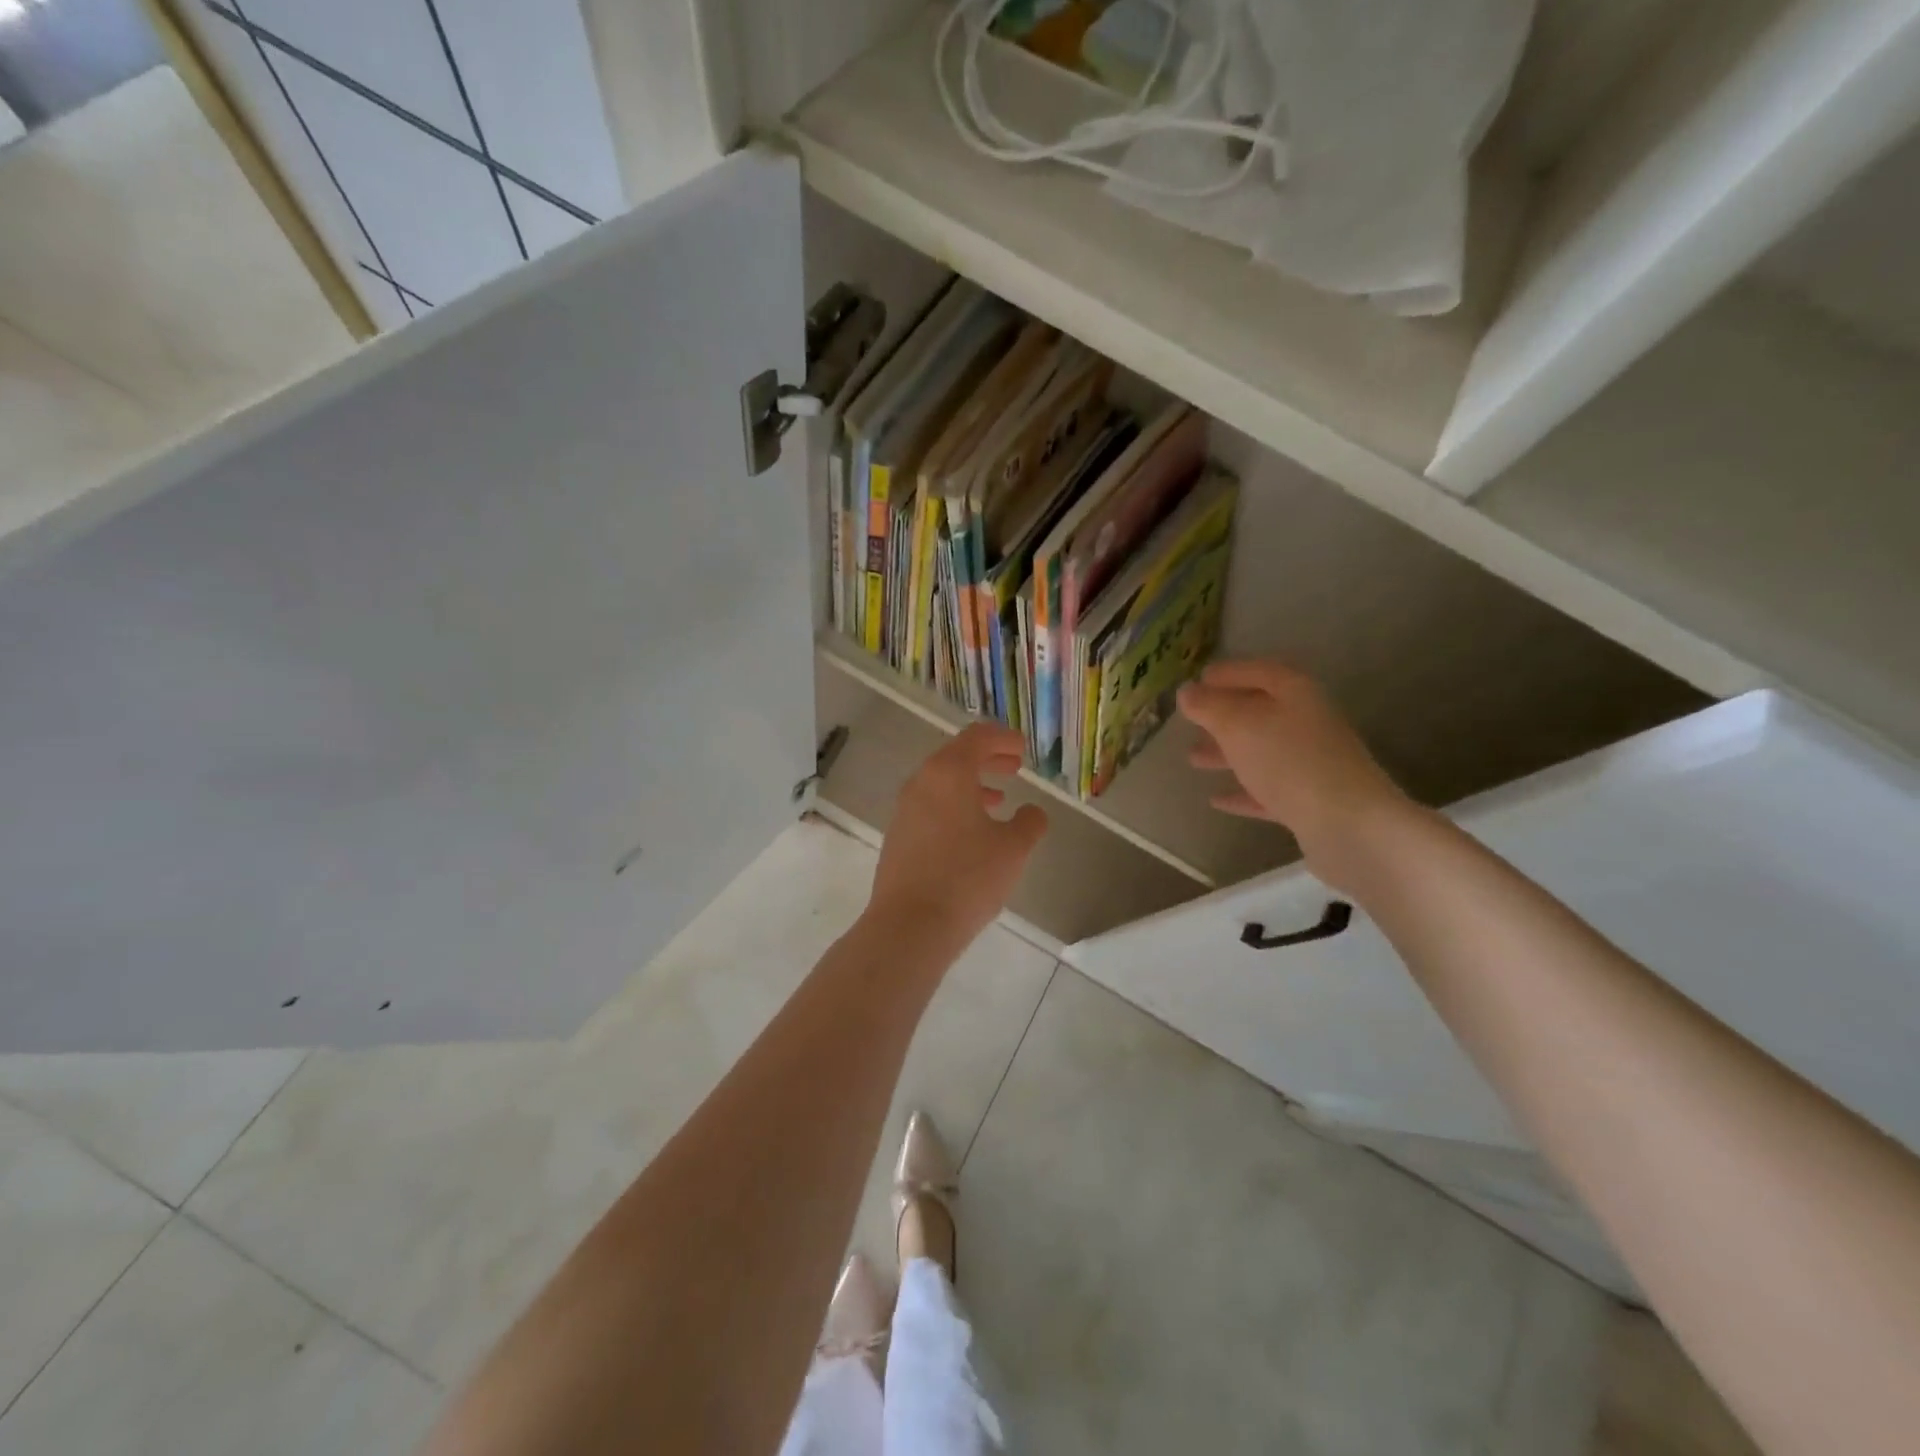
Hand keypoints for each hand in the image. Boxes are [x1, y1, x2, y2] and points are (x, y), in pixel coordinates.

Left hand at [867, 724, 1048, 947]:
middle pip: (956, 756)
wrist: (909, 925)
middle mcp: (921, 782)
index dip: (1003, 738)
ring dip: (972, 785)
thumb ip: (1029, 822)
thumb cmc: (967, 878)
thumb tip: (1032, 812)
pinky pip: (930, 806)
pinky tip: (973, 832)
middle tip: (1015, 768)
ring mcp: (904, 810)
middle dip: (988, 759)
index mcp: (948, 772)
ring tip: (999, 800)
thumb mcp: (1013, 849)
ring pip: (942, 783)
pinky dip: (955, 806)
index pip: (977, 737)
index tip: (1023, 749)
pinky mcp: (898, 836)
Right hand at [1177, 659, 1414, 890]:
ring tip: (1193, 758)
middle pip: (1261, 712)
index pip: (1260, 671)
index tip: (1200, 678)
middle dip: (1224, 716)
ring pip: (1261, 751)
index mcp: (1296, 694)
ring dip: (1227, 753)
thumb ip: (1209, 706)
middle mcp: (1307, 724)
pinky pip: (1268, 790)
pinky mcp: (1310, 802)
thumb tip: (1187, 691)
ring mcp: (1311, 764)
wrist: (1348, 825)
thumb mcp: (1239, 725)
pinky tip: (1216, 800)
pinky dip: (1243, 792)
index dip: (1230, 672)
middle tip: (1191, 720)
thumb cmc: (1289, 761)